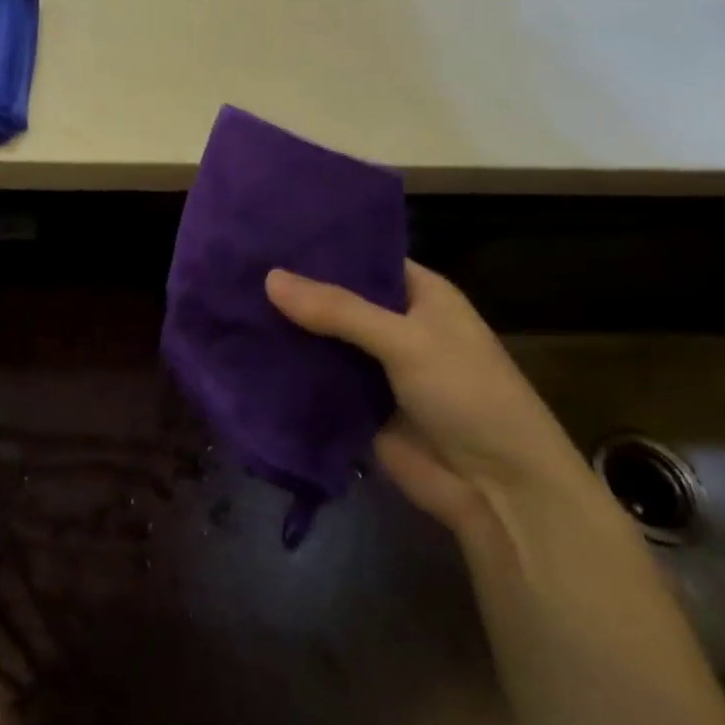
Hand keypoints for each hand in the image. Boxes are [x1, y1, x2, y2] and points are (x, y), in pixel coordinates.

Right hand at [265, 261, 588, 535]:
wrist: (496, 490)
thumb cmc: (467, 394)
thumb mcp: (406, 340)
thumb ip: (338, 310)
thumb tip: (269, 278)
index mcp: (419, 294)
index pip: (363, 257)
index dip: (320, 247)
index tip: (268, 234)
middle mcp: (395, 324)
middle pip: (336, 299)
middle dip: (294, 290)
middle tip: (235, 266)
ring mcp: (375, 367)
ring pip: (322, 340)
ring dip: (287, 330)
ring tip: (227, 302)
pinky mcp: (358, 405)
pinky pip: (318, 380)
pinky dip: (290, 370)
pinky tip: (243, 351)